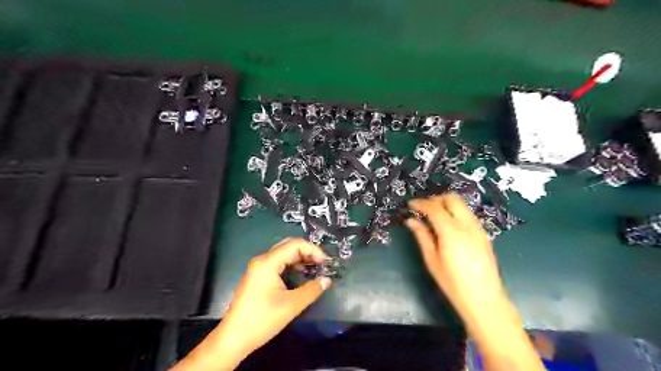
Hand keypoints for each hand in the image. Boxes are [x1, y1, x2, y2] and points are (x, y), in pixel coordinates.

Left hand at [223, 237, 333, 353]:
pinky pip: (278, 263)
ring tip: (314, 269)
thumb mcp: (291, 305)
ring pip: (283, 254)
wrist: (233, 338)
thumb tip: (327, 280)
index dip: (313, 250)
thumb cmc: (262, 320)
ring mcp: (258, 268)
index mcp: (268, 262)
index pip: (295, 245)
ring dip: (300, 259)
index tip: (325, 263)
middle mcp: (262, 260)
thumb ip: (312, 290)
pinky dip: (291, 266)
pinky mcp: (257, 276)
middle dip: (307, 252)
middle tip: (322, 264)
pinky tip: (300, 275)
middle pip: (289, 246)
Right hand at [403, 193, 507, 320]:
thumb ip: (422, 236)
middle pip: (452, 199)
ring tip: (433, 216)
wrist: (484, 299)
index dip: (420, 203)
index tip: (410, 205)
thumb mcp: (432, 260)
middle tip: (423, 208)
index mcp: (451, 231)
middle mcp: (467, 225)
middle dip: (435, 199)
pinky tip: (447, 226)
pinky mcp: (483, 234)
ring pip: (462, 205)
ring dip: (446, 205)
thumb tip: (411, 221)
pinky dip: (455, 213)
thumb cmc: (453, 282)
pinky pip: (467, 215)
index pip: (434, 208)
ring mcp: (478, 228)